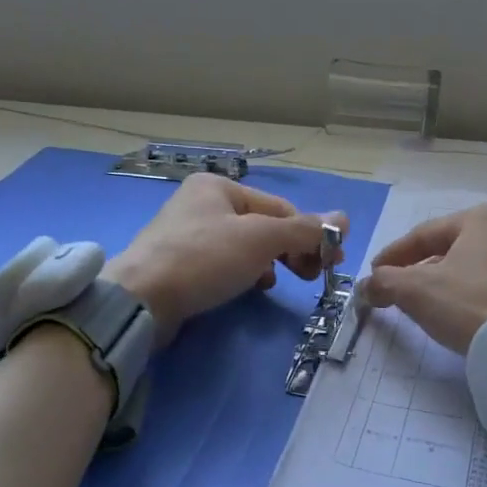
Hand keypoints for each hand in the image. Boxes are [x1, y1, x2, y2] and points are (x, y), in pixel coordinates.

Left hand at [105, 174, 347, 345]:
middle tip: (311, 276)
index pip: (280, 208)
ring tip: (275, 282)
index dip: (310, 234)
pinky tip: (250, 288)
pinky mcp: (179, 265)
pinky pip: (224, 263)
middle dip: (290, 249)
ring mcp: (187, 234)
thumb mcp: (260, 240)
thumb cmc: (203, 259)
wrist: (141, 300)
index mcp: (219, 186)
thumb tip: (345, 219)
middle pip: (263, 226)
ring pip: (244, 246)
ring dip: (268, 263)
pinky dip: (243, 273)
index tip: (331, 262)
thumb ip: (303, 230)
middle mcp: (201, 203)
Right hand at [360, 203, 486, 353]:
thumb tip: (367, 285)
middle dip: (429, 269)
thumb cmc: (472, 303)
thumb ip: (386, 283)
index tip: (376, 273)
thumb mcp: (417, 291)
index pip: (425, 234)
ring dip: (461, 284)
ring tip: (445, 308)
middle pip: (458, 250)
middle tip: (407, 290)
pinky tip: (481, 319)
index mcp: (483, 219)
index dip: (394, 255)